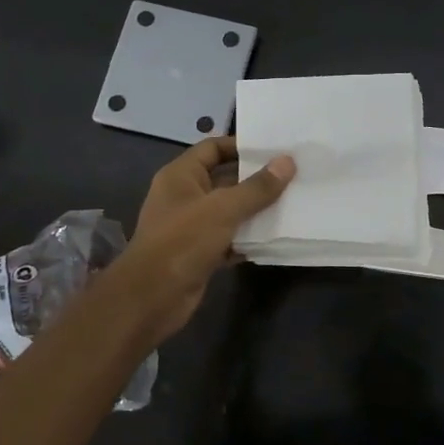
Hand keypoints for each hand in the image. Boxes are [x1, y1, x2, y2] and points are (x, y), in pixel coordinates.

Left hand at [105, 137, 294, 342]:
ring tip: (292, 202)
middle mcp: (185, 196)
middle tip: (292, 175)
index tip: (275, 149)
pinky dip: (249, 238)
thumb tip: (287, 162)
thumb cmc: (182, 241)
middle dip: (256, 179)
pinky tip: (275, 236)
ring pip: (230, 211)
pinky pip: (230, 238)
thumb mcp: (223, 209)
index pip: (213, 148)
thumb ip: (257, 187)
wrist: (151, 299)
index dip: (241, 146)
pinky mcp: (200, 253)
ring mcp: (191, 226)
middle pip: (225, 179)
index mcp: (181, 176)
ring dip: (256, 210)